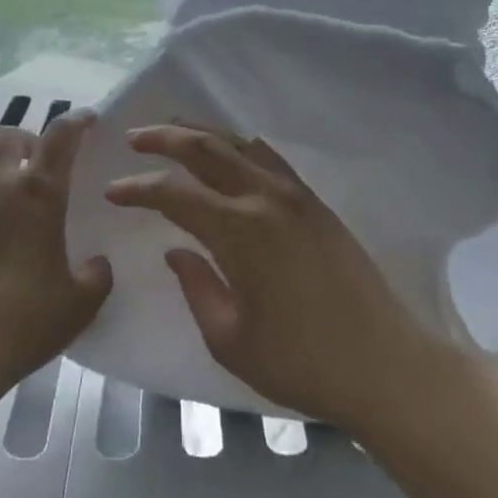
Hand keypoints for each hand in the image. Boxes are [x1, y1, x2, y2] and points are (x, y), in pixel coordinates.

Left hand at [0, 112, 112, 395]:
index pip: (60, 136)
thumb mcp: (78, 305)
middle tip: (35, 168)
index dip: (76, 121)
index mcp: (37, 195)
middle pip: (7, 137)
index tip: (86, 119)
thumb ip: (95, 277)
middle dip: (25, 142)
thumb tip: (97, 264)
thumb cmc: (21, 322)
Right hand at [103, 124, 446, 431]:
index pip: (176, 193)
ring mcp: (298, 197)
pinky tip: (231, 154)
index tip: (113, 191)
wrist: (384, 365)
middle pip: (208, 150)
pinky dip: (241, 147)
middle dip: (166, 137)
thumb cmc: (301, 362)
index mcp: (240, 232)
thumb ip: (196, 286)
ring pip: (241, 145)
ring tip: (175, 132)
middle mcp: (267, 199)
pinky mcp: (318, 205)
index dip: (139, 187)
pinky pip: (272, 160)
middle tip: (135, 137)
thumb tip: (176, 248)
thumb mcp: (230, 339)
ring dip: (204, 134)